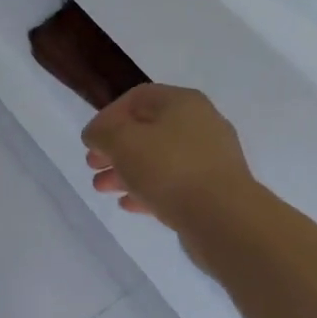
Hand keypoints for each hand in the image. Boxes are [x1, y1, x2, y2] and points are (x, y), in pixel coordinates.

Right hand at [83, 84, 257, 233]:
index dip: (108, 116)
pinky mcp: (215, 190)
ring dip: (128, 171)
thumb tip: (97, 134)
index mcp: (182, 102)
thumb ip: (102, 132)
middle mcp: (201, 123)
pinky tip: (129, 205)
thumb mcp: (122, 141)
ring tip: (103, 189)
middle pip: (148, 130)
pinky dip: (149, 190)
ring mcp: (211, 158)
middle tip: (93, 166)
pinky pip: (175, 183)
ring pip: (160, 159)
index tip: (91, 140)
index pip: (137, 98)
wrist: (225, 219)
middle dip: (116, 148)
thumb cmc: (170, 169)